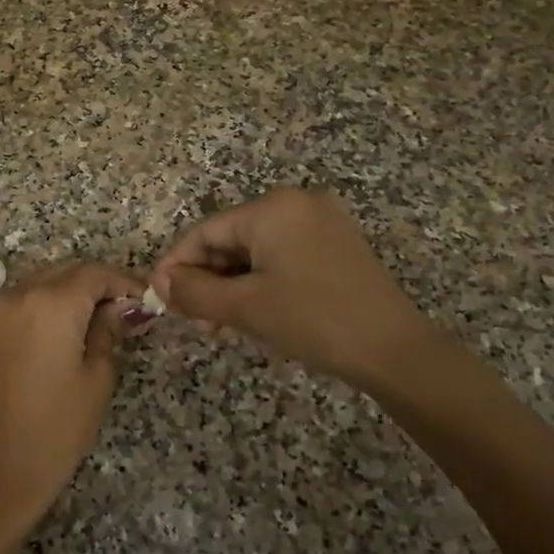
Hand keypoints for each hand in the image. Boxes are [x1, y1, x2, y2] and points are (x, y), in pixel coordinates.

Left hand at [0, 261, 143, 537]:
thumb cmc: (56, 428)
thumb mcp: (97, 377)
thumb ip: (109, 331)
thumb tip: (124, 307)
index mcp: (51, 303)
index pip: (94, 273)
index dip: (123, 282)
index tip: (146, 300)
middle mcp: (19, 294)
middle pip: (68, 272)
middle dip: (98, 285)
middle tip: (127, 311)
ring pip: (44, 281)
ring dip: (73, 291)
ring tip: (101, 320)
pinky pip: (25, 299)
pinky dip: (49, 303)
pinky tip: (68, 328)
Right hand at [152, 188, 434, 393]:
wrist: (394, 350)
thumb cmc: (313, 320)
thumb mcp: (245, 307)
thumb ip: (194, 291)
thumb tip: (158, 282)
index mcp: (273, 207)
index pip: (206, 231)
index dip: (177, 264)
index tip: (159, 297)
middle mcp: (297, 203)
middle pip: (231, 239)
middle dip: (207, 280)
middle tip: (195, 322)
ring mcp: (321, 222)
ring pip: (256, 251)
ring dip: (232, 286)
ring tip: (220, 327)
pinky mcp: (335, 244)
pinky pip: (282, 257)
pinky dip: (260, 282)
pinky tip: (252, 314)